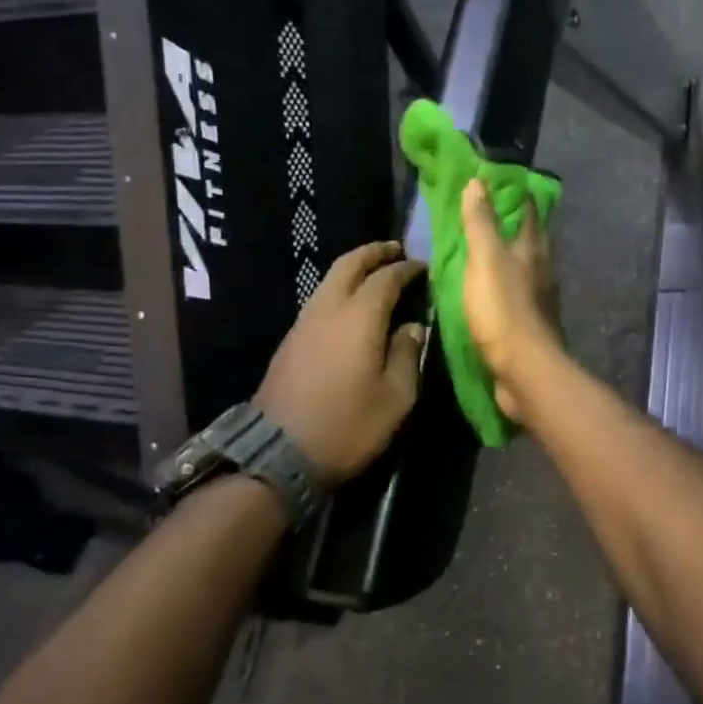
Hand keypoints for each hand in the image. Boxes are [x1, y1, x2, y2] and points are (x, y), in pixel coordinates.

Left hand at [254, 243, 426, 488]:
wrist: (278, 454)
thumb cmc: (347, 425)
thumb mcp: (395, 397)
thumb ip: (407, 354)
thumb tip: (413, 327)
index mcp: (359, 317)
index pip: (386, 278)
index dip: (407, 269)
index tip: (424, 268)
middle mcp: (329, 309)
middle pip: (349, 264)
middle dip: (374, 252)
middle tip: (396, 250)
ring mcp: (304, 322)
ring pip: (330, 279)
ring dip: (354, 268)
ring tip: (376, 273)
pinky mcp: (291, 340)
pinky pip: (320, 299)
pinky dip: (340, 289)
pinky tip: (352, 305)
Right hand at [459, 179, 561, 422]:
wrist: (524, 369)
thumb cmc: (503, 309)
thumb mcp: (485, 259)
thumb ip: (481, 222)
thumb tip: (478, 181)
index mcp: (533, 249)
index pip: (529, 210)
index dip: (517, 193)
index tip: (500, 181)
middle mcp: (543, 269)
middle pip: (532, 238)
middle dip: (516, 224)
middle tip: (492, 212)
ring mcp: (540, 298)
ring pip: (527, 267)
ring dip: (512, 256)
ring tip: (488, 250)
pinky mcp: (532, 324)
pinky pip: (519, 295)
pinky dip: (507, 285)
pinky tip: (493, 290)